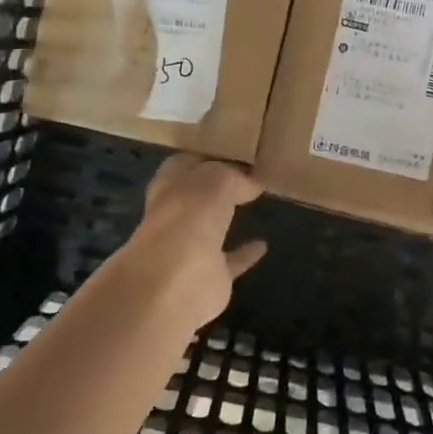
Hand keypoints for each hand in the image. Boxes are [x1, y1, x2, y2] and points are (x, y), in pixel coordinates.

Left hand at [112, 153, 266, 332]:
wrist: (176, 282)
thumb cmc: (189, 218)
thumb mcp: (216, 181)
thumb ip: (234, 178)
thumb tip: (252, 182)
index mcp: (169, 187)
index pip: (184, 165)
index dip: (206, 157)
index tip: (234, 151)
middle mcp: (175, 216)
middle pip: (196, 197)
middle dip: (215, 187)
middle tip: (249, 174)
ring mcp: (189, 248)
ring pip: (210, 229)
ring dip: (227, 219)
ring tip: (256, 203)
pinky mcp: (208, 277)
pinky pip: (230, 261)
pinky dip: (245, 254)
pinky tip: (264, 244)